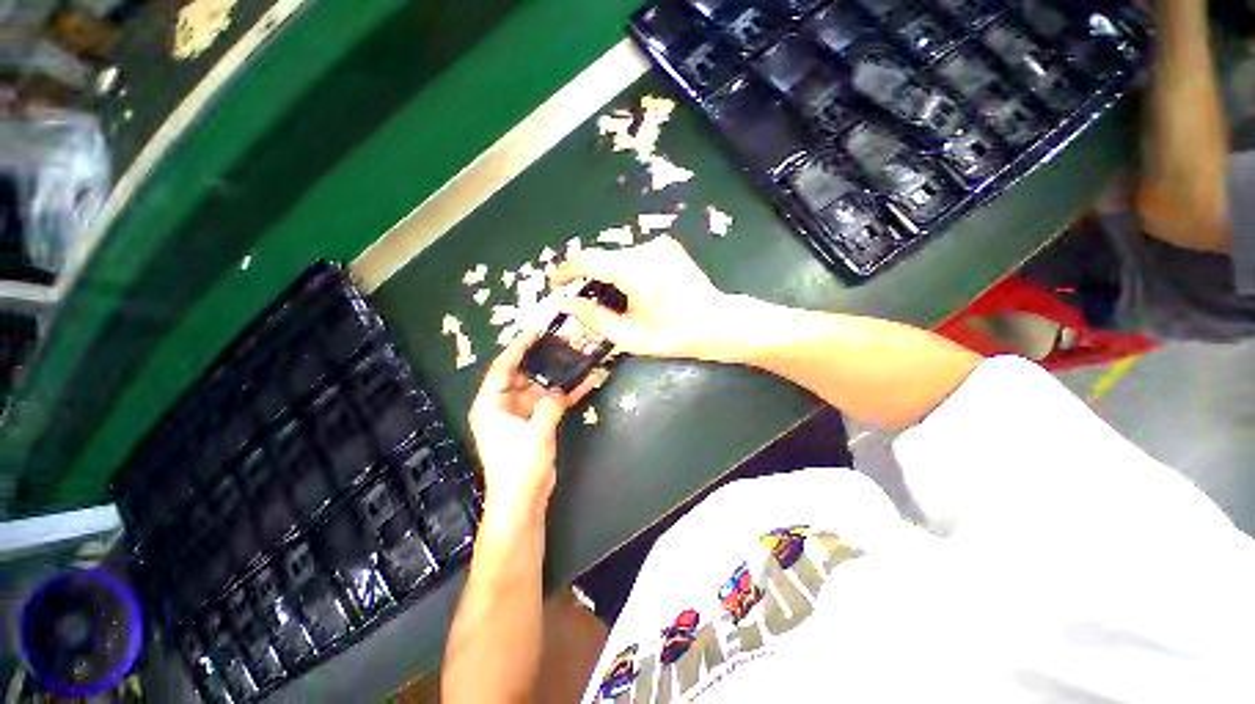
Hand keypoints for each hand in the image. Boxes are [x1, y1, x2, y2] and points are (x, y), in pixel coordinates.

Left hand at [469, 331, 596, 522]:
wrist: (523, 501)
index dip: (518, 348)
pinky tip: (585, 383)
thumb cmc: (520, 466)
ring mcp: (522, 414)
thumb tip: (562, 390)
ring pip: (541, 388)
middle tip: (563, 343)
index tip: (536, 332)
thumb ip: (550, 405)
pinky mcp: (536, 423)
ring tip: (577, 358)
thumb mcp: (536, 432)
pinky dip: (566, 395)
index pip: (503, 368)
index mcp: (491, 404)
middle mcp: (504, 405)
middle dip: (543, 360)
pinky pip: (551, 403)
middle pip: (524, 374)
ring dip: (559, 377)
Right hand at [551, 236, 732, 358]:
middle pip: (602, 257)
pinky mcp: (668, 246)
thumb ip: (595, 318)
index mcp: (635, 271)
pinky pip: (635, 255)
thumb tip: (568, 303)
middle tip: (583, 299)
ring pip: (618, 255)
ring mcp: (659, 245)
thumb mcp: (630, 336)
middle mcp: (645, 249)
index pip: (587, 259)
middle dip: (587, 275)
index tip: (555, 284)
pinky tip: (631, 290)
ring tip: (609, 299)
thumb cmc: (674, 335)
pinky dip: (624, 269)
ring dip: (607, 273)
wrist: (717, 322)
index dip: (566, 270)